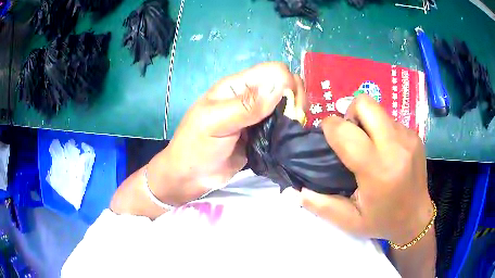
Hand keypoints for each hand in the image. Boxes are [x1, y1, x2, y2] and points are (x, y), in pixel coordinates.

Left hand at [149, 62, 305, 205]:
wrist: (191, 176)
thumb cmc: (196, 146)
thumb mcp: (215, 123)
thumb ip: (246, 106)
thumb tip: (280, 87)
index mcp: (237, 86)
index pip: (273, 71)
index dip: (287, 83)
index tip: (292, 107)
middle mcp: (250, 96)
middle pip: (284, 84)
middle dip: (296, 97)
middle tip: (295, 120)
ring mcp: (257, 116)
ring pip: (287, 103)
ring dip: (296, 113)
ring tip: (294, 129)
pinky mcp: (262, 134)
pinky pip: (283, 124)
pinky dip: (291, 127)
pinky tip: (291, 136)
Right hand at [292, 94, 433, 244]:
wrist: (416, 218)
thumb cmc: (383, 221)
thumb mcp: (349, 222)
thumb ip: (321, 206)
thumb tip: (297, 191)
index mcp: (377, 170)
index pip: (345, 131)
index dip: (330, 127)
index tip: (328, 137)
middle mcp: (396, 147)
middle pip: (365, 103)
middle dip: (349, 113)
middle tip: (350, 136)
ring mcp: (408, 137)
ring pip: (378, 109)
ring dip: (367, 122)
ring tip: (368, 145)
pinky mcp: (415, 135)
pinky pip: (390, 120)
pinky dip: (381, 129)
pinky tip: (384, 150)